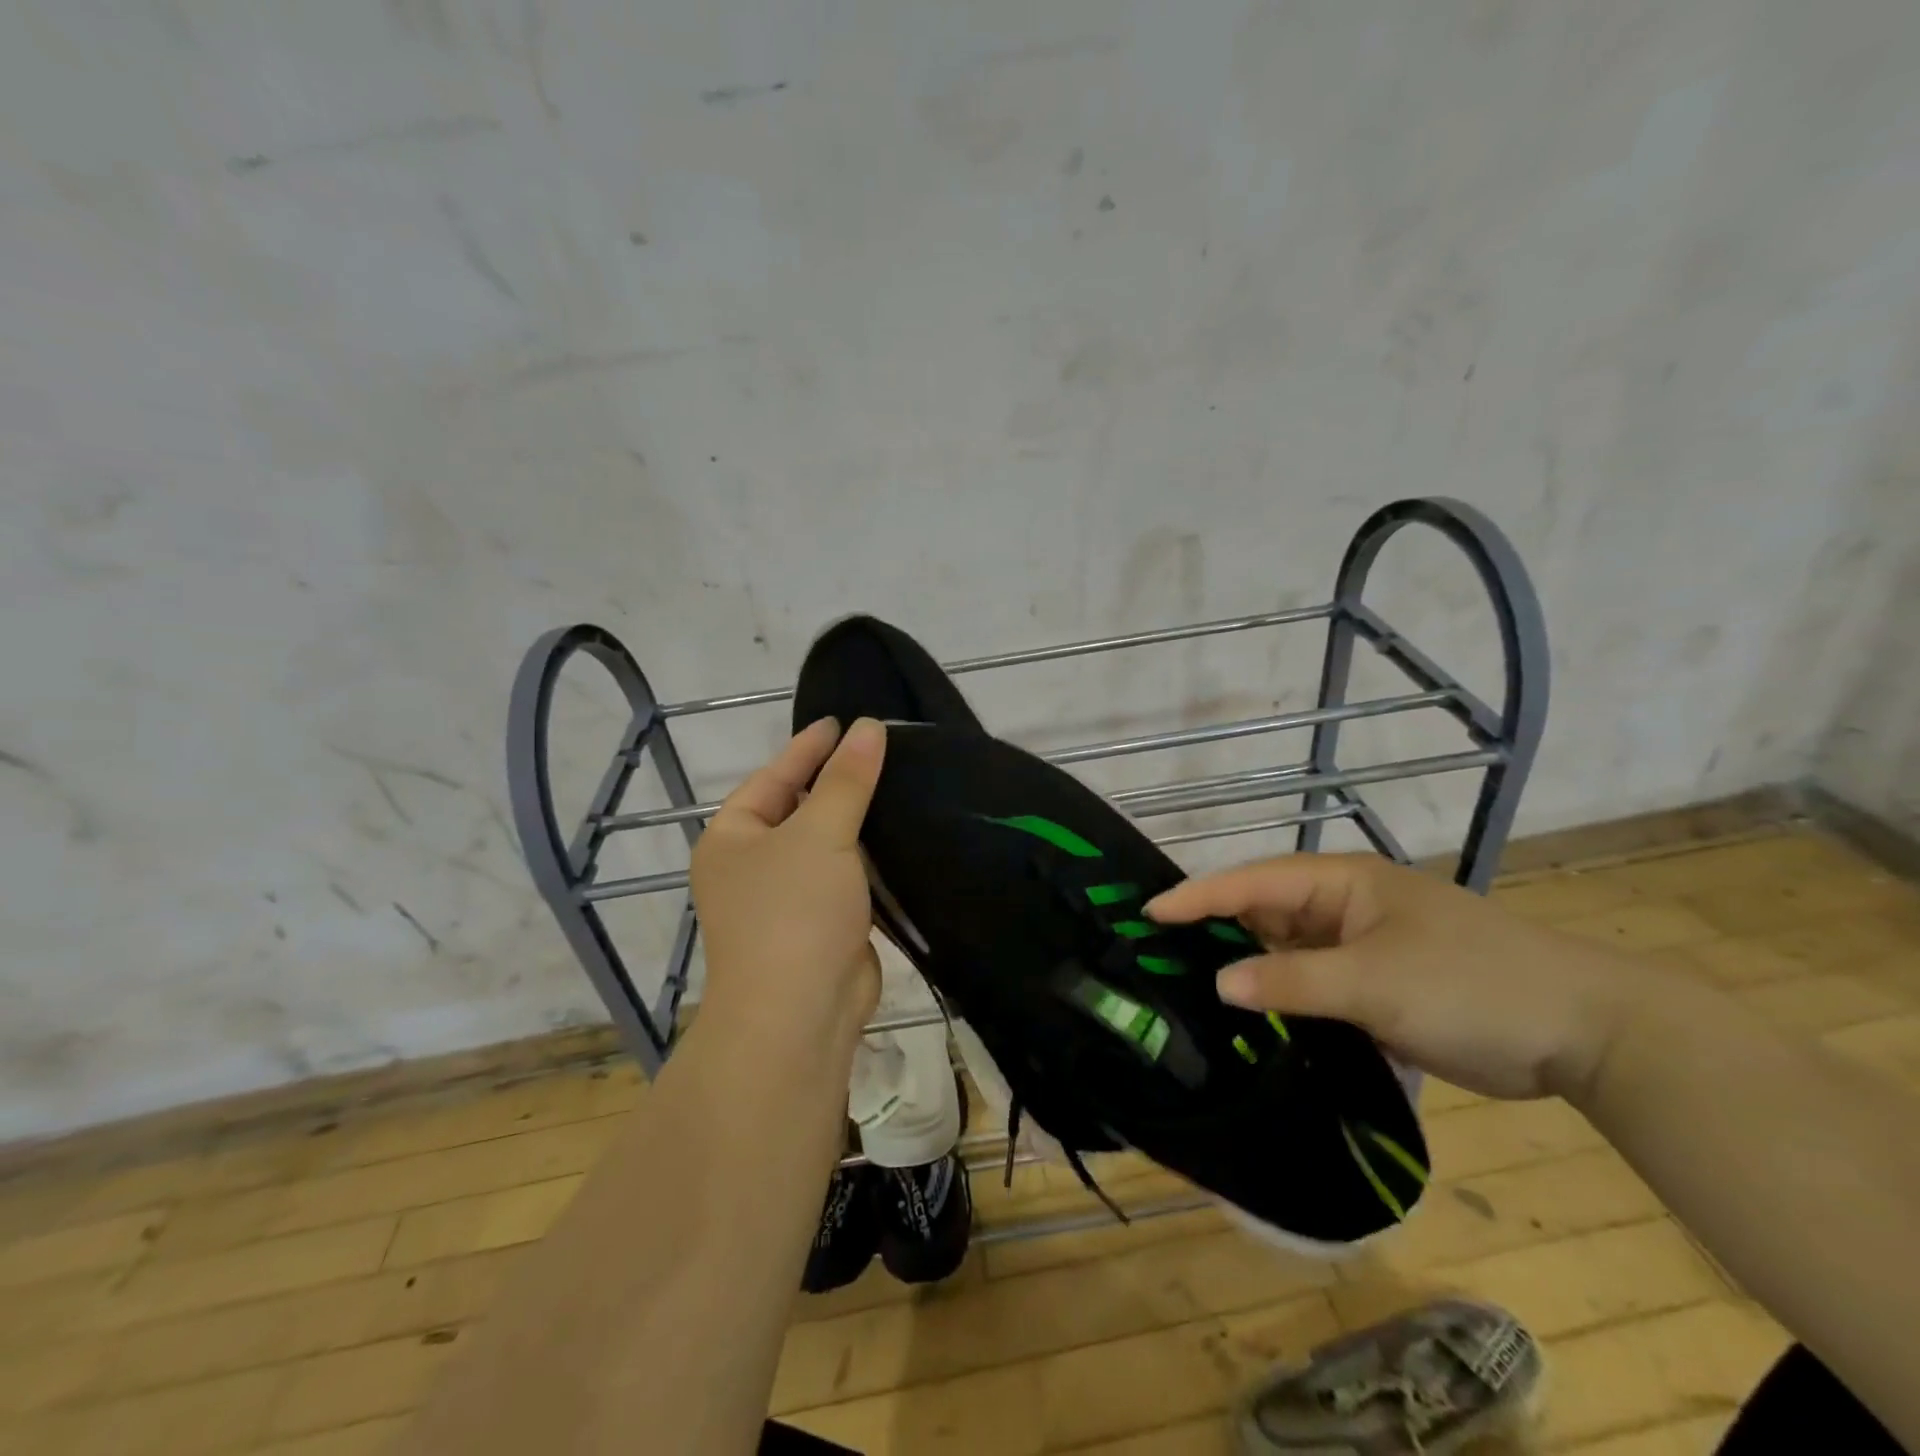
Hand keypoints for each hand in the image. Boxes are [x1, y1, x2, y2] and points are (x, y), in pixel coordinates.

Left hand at [690, 717, 884, 1050]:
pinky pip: (848, 877)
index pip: (775, 776)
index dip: (809, 747)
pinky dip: (872, 857)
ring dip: (860, 820)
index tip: (845, 720)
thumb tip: (869, 727)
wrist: (799, 1016)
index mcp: (733, 837)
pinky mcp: (823, 924)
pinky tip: (904, 833)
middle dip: (839, 782)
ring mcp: (788, 898)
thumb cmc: (793, 912)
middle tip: (883, 747)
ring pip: (828, 844)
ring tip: (901, 781)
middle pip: (801, 809)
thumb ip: (846, 779)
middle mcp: (754, 865)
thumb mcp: (819, 833)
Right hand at [1147, 853, 1642, 1100]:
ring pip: (1284, 951)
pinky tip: (1249, 1020)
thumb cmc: (1471, 985)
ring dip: (1246, 967)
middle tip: (1155, 954)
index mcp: (1341, 883)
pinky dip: (1280, 997)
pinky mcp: (1375, 986)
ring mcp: (1359, 946)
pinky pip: (1310, 984)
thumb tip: (1218, 982)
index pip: (1253, 882)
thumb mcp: (1374, 983)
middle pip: (1263, 912)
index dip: (1198, 896)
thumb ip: (1291, 980)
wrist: (1585, 1032)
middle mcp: (1343, 907)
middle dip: (1213, 930)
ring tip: (1186, 986)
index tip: (1147, 913)